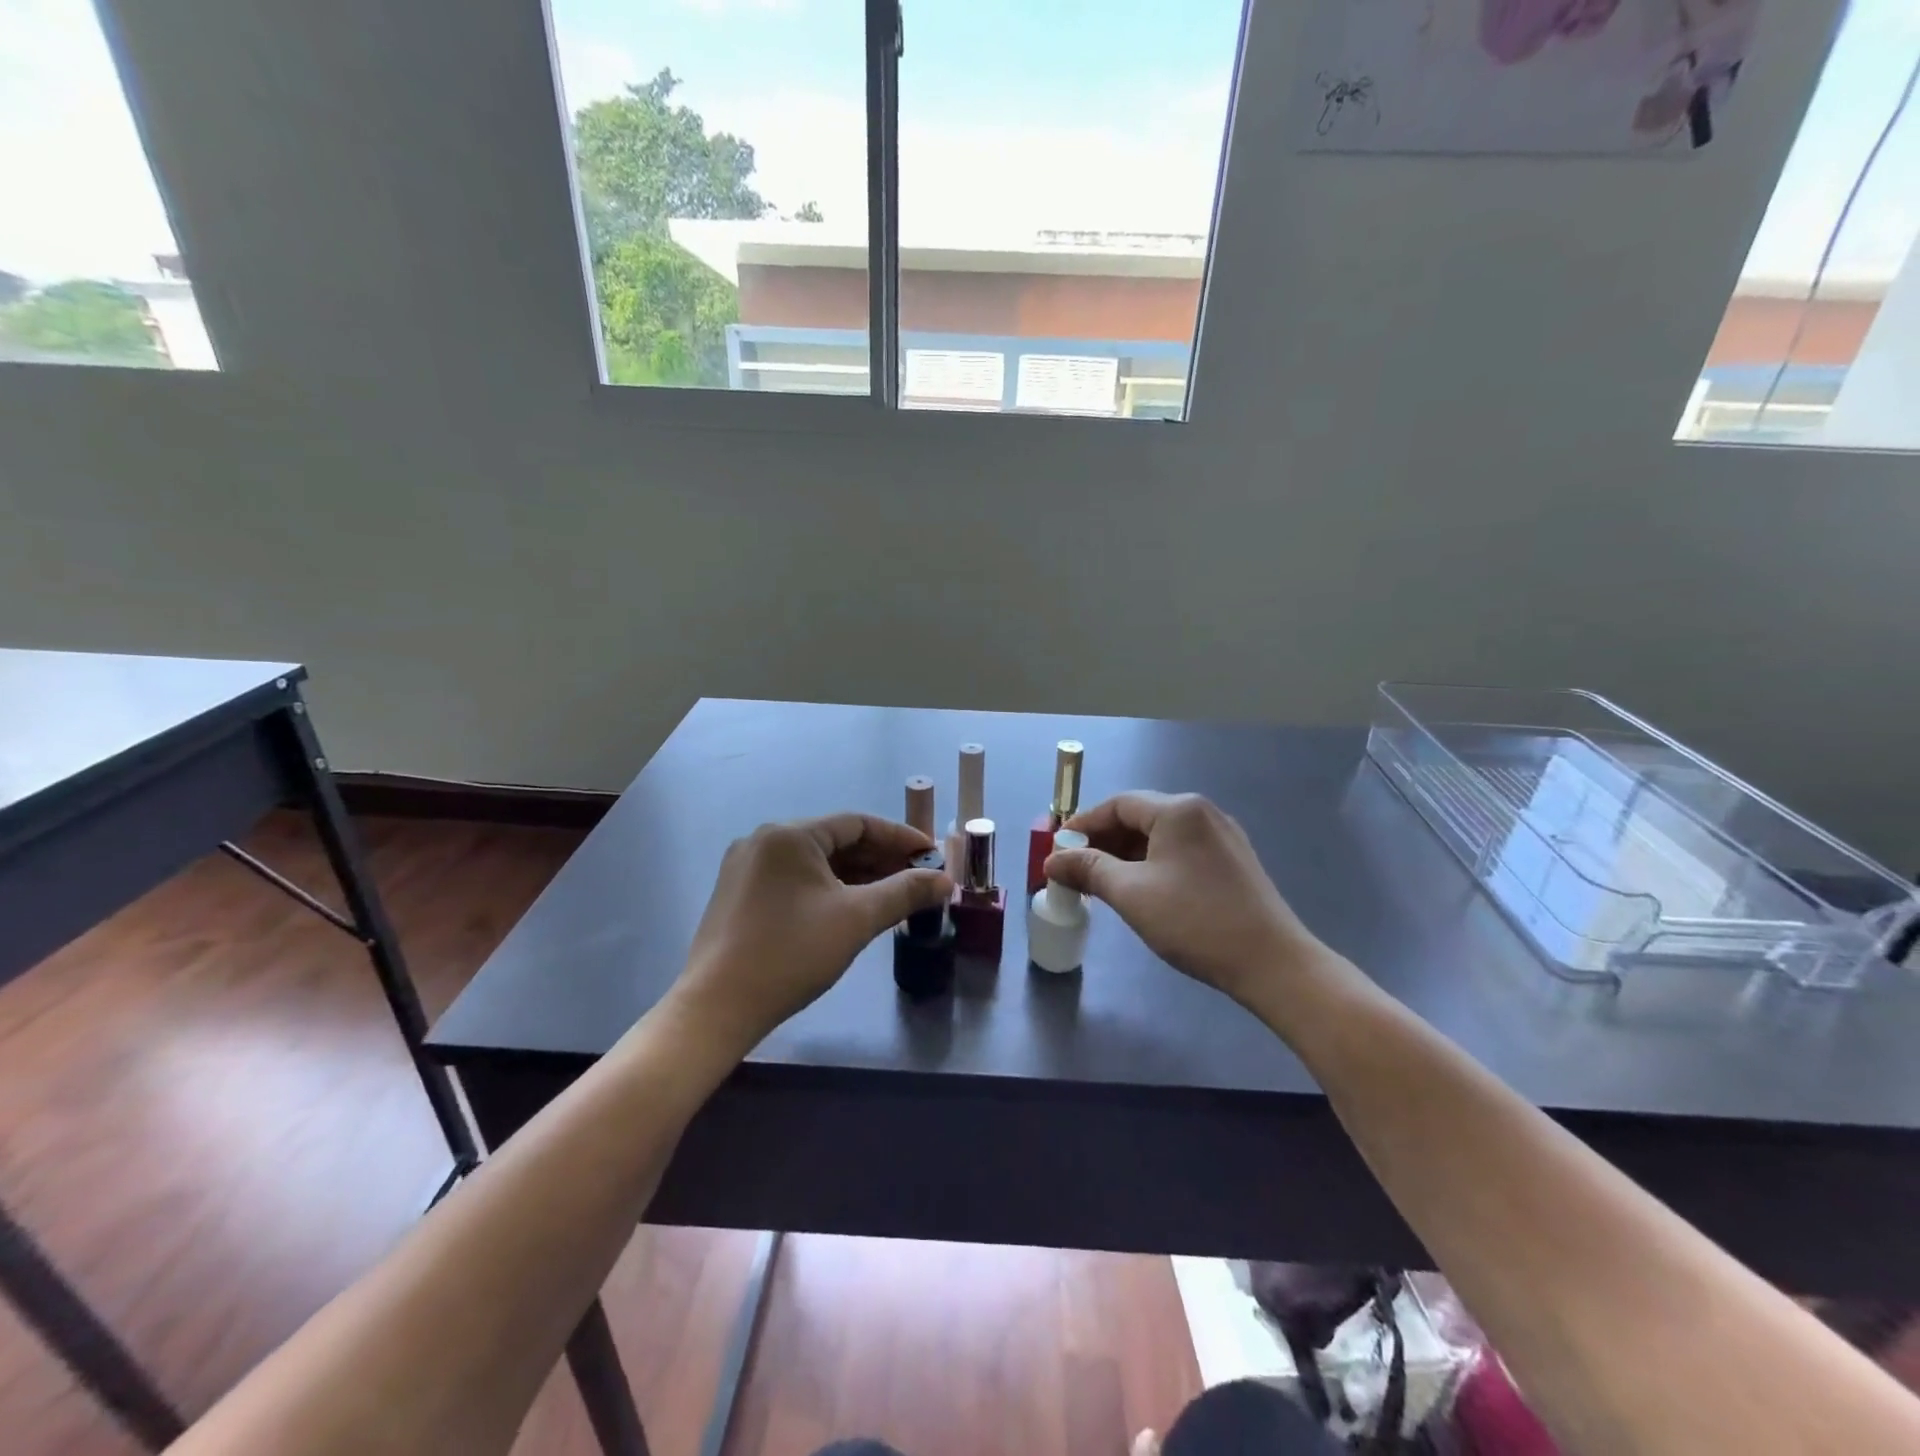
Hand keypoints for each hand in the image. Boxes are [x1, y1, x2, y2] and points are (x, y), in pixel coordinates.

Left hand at [674, 814, 951, 1047]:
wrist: (717, 1008)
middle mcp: (765, 840)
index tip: (931, 856)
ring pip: (816, 863)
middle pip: (836, 840)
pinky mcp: (740, 894)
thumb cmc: (791, 954)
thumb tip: (945, 880)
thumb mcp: (856, 919)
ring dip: (857, 876)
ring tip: (893, 896)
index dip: (900, 837)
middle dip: (881, 859)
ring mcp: (747, 867)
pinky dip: (829, 889)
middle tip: (918, 879)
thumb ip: (904, 892)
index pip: (858, 823)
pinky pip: (796, 880)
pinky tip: (853, 909)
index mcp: (790, 834)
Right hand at [1045, 792, 1319, 1002]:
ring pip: (1160, 836)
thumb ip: (1088, 870)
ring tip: (1102, 884)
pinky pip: (1180, 851)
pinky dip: (1152, 864)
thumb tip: (1052, 861)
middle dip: (1103, 841)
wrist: (1272, 963)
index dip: (1083, 826)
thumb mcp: (1131, 894)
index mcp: (1178, 810)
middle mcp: (1202, 812)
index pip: (1117, 805)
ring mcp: (1222, 837)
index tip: (1057, 851)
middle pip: (1139, 817)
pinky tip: (1140, 890)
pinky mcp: (1233, 861)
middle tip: (1075, 870)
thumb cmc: (1195, 921)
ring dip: (1126, 855)